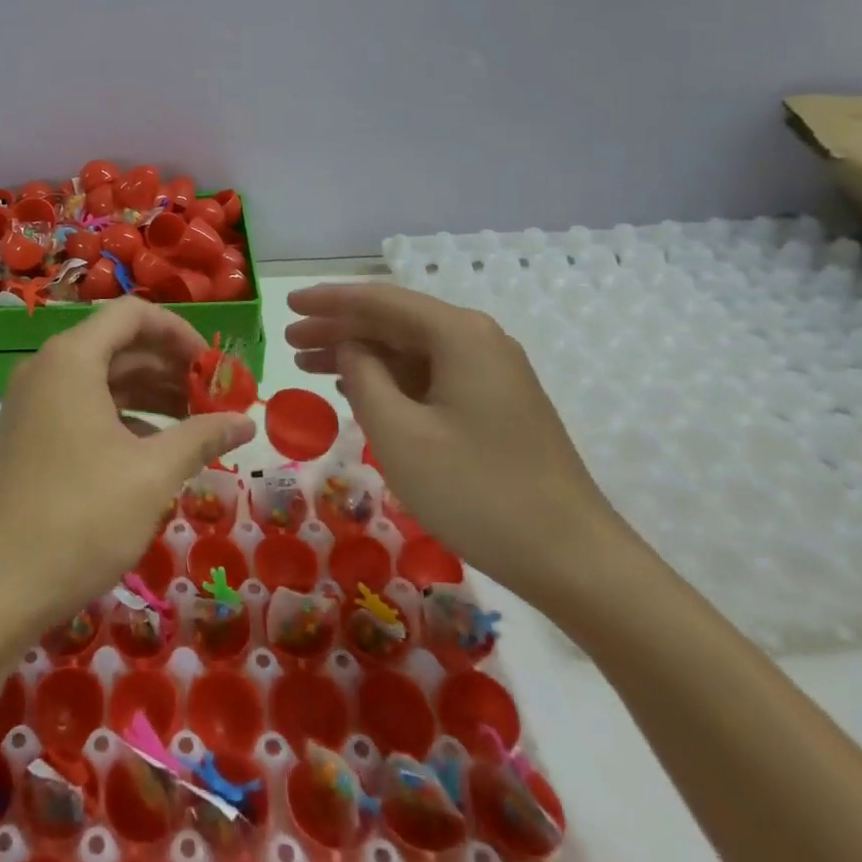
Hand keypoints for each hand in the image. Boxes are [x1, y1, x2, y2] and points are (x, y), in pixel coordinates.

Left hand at [0, 297, 255, 643]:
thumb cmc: (80, 517)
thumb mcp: (152, 475)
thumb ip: (202, 437)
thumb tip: (246, 422)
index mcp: (71, 359)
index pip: (132, 315)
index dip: (179, 332)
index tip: (214, 366)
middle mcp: (46, 368)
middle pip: (117, 346)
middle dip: (169, 368)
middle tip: (213, 400)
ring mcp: (31, 403)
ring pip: (99, 380)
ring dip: (148, 395)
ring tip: (194, 426)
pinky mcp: (26, 436)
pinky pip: (81, 407)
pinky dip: (120, 418)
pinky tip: (153, 451)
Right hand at [285, 282, 621, 603]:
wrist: (575, 561)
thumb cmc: (477, 491)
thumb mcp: (399, 433)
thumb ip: (363, 377)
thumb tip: (349, 348)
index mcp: (458, 335)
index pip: (380, 300)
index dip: (329, 300)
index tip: (286, 304)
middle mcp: (478, 340)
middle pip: (394, 321)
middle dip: (339, 328)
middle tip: (291, 342)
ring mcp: (491, 373)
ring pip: (410, 349)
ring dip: (360, 354)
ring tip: (311, 365)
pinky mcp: (495, 404)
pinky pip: (429, 375)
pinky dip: (388, 379)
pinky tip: (358, 391)